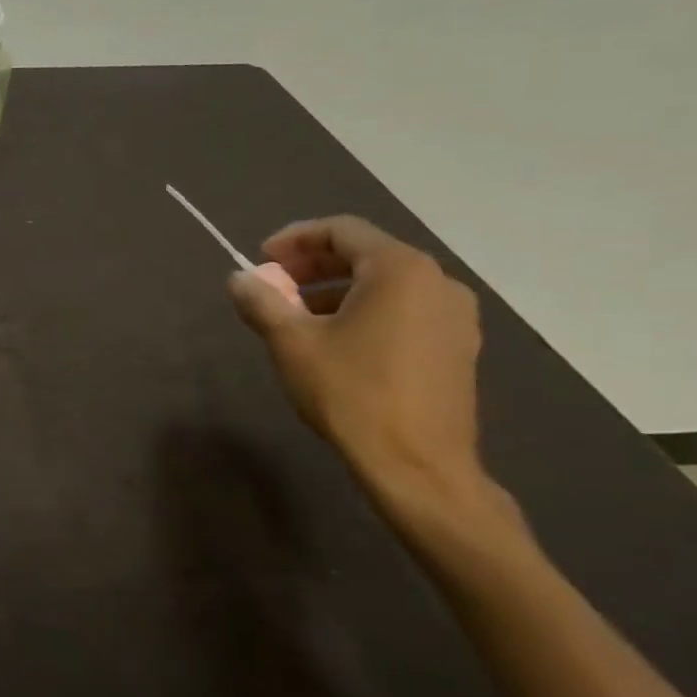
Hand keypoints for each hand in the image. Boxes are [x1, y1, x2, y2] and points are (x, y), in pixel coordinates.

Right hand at [227, 216, 497, 530]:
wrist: (417, 465)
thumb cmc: (351, 393)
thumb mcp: (291, 343)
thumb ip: (261, 302)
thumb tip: (239, 278)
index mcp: (400, 270)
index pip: (342, 230)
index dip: (294, 238)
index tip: (260, 259)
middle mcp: (437, 282)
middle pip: (366, 254)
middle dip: (312, 266)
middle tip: (274, 287)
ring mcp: (455, 316)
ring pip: (386, 284)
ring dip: (336, 290)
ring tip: (297, 316)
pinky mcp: (457, 347)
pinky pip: (404, 310)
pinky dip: (364, 311)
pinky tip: (336, 341)